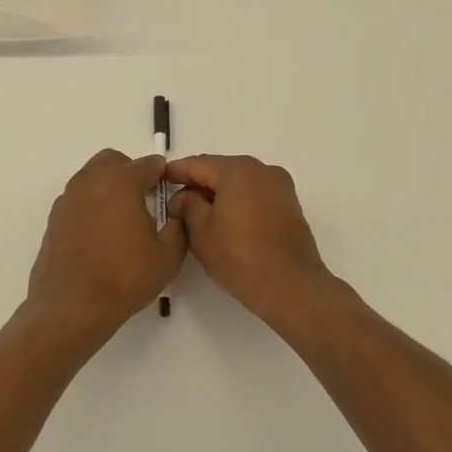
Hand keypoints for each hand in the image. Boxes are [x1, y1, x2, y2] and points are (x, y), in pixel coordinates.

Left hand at [22, 150, 186, 346]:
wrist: (71, 305)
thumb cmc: (124, 276)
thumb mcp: (167, 257)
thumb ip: (178, 229)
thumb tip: (176, 216)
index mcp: (121, 181)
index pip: (149, 165)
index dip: (163, 176)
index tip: (170, 192)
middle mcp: (91, 181)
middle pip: (114, 162)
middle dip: (131, 173)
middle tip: (145, 200)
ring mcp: (68, 198)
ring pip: (92, 178)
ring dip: (109, 188)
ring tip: (122, 220)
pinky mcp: (54, 218)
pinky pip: (78, 200)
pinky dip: (91, 206)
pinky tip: (100, 235)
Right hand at [166, 154, 336, 324]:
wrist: (292, 287)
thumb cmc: (240, 258)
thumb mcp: (201, 232)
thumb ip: (187, 205)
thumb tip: (184, 196)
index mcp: (238, 171)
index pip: (198, 164)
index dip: (176, 171)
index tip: (159, 180)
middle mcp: (262, 170)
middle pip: (221, 170)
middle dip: (198, 183)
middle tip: (176, 202)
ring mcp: (280, 186)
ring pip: (239, 182)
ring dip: (218, 193)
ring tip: (198, 214)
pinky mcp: (289, 204)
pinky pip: (255, 193)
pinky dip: (237, 201)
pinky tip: (224, 220)